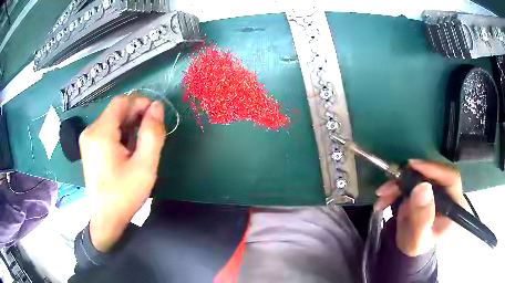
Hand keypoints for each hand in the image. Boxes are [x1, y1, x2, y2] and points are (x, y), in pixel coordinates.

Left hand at [79, 94, 165, 251]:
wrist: (106, 218)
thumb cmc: (124, 194)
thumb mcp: (145, 165)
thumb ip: (152, 133)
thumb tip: (157, 107)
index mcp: (101, 133)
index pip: (121, 102)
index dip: (140, 102)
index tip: (156, 114)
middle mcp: (91, 131)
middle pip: (116, 110)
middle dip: (135, 114)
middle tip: (152, 130)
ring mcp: (88, 139)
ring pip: (112, 120)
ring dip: (129, 124)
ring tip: (141, 143)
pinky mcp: (89, 147)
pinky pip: (107, 130)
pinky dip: (120, 133)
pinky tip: (128, 149)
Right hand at [374, 160, 463, 256]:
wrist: (407, 246)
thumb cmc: (416, 245)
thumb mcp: (418, 239)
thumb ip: (422, 218)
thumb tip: (423, 187)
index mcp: (453, 204)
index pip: (450, 178)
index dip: (434, 169)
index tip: (413, 166)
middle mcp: (446, 191)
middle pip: (431, 173)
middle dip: (408, 177)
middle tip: (389, 184)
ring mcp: (434, 188)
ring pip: (417, 175)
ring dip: (397, 183)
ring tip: (382, 195)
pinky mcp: (422, 187)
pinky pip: (408, 180)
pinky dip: (394, 187)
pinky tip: (383, 199)